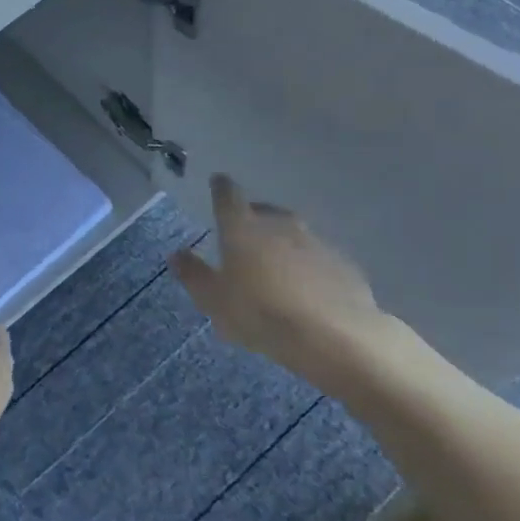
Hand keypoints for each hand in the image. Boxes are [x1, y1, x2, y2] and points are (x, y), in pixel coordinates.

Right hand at [169, 174, 396, 396]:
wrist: (336, 337)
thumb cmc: (261, 314)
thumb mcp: (214, 301)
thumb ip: (193, 274)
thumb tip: (176, 254)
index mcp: (242, 227)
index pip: (228, 195)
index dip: (221, 188)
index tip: (218, 183)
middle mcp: (279, 224)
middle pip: (263, 211)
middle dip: (253, 219)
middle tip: (244, 239)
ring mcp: (315, 242)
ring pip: (293, 234)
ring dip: (283, 245)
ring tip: (276, 270)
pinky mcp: (343, 264)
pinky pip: (318, 259)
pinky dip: (309, 267)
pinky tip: (308, 291)